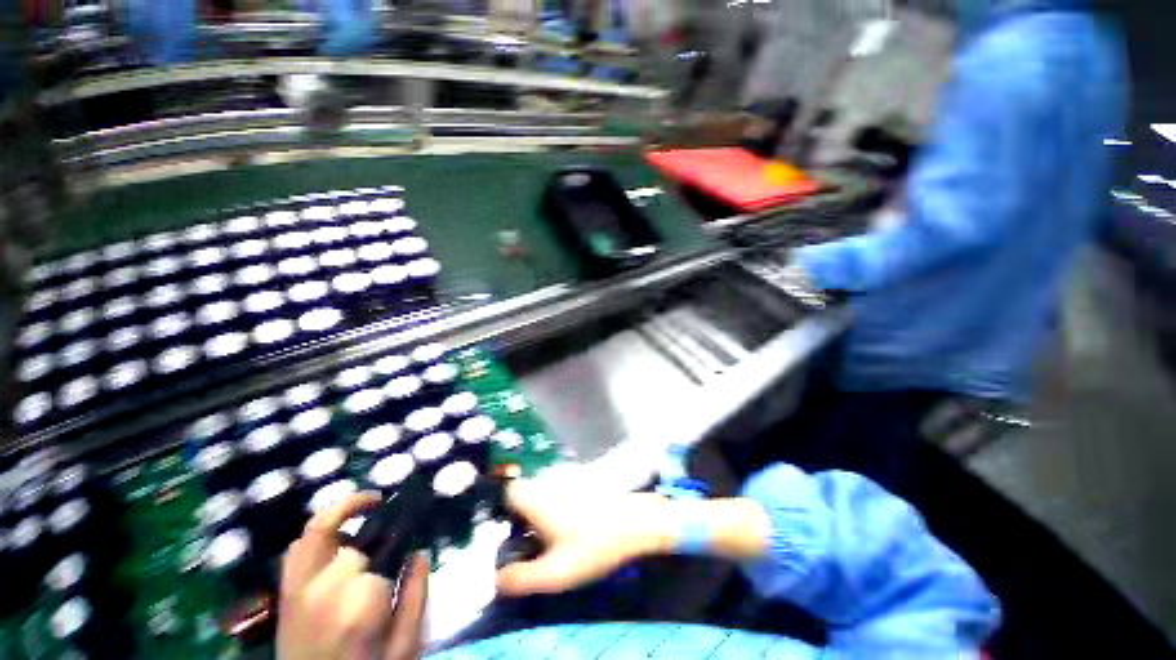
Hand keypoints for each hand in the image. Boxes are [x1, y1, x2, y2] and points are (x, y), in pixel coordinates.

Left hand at [278, 493, 428, 659]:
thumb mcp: (405, 645)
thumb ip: (416, 596)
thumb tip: (420, 552)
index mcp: (358, 608)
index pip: (381, 560)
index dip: (397, 556)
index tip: (410, 554)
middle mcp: (321, 592)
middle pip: (352, 547)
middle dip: (375, 545)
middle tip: (393, 548)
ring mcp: (296, 591)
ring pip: (315, 531)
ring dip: (344, 513)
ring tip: (372, 506)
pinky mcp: (284, 594)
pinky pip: (296, 549)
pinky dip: (317, 531)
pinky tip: (340, 534)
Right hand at [494, 478, 673, 596]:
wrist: (635, 522)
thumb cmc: (594, 545)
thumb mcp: (556, 572)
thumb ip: (522, 578)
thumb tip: (498, 579)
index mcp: (538, 498)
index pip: (509, 492)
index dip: (506, 511)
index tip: (514, 530)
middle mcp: (550, 480)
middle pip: (526, 491)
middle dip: (526, 514)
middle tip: (537, 537)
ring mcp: (568, 475)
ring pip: (544, 489)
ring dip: (544, 507)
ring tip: (558, 531)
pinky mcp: (584, 477)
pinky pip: (561, 487)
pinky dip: (561, 501)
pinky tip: (576, 520)